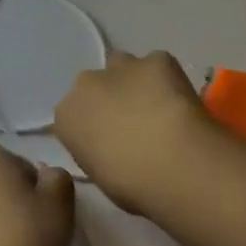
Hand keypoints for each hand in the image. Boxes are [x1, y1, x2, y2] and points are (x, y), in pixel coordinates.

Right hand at [53, 49, 223, 213]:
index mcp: (66, 116)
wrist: (171, 162)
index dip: (93, 127)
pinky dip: (166, 79)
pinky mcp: (156, 59)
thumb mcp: (99, 175)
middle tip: (134, 124)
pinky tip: (179, 101)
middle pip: (95, 85)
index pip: (73, 115)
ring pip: (123, 67)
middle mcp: (86, 83)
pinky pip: (157, 65)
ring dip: (134, 82)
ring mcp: (121, 66)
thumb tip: (110, 147)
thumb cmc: (130, 185)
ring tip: (158, 108)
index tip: (110, 144)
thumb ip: (96, 151)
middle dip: (109, 98)